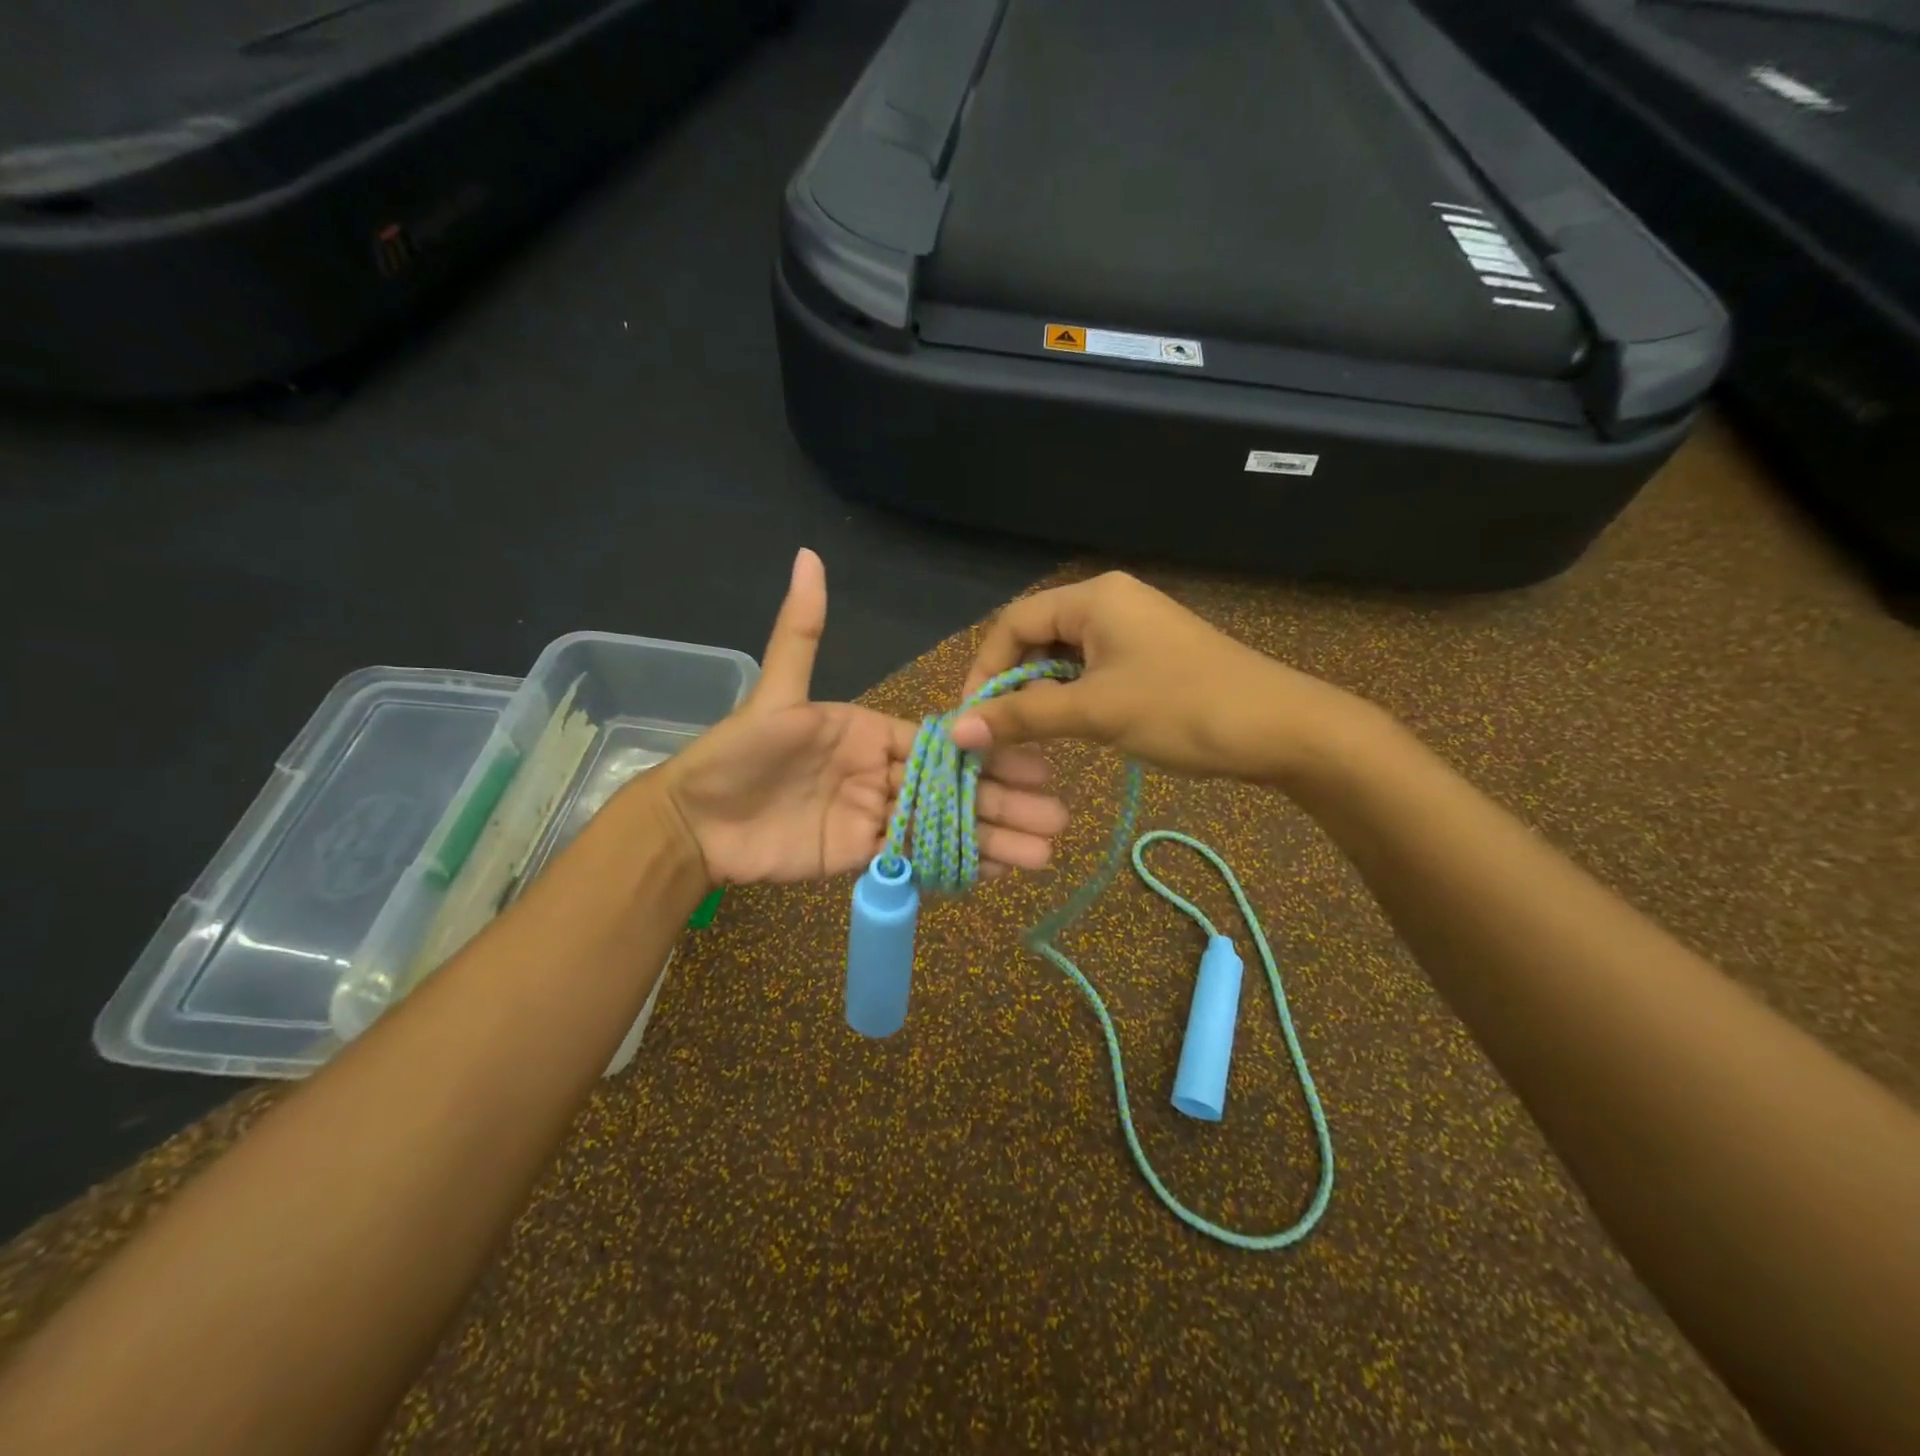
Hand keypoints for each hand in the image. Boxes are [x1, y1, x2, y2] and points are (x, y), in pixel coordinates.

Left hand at [656, 550, 1068, 883]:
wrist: (696, 822)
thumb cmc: (739, 753)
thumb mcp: (776, 693)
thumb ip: (801, 632)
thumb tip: (807, 555)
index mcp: (871, 731)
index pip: (941, 742)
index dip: (987, 753)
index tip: (1036, 762)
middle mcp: (881, 772)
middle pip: (953, 787)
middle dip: (1006, 801)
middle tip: (1057, 816)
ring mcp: (875, 816)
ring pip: (943, 826)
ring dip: (994, 838)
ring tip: (1044, 854)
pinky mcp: (862, 855)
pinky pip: (915, 859)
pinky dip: (956, 865)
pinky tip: (998, 872)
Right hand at [949, 571, 1365, 782]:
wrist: (1283, 729)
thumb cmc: (1184, 709)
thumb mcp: (1096, 712)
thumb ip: (1023, 717)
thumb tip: (956, 730)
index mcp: (1093, 598)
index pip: (1013, 622)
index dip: (984, 669)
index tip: (971, 718)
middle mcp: (1109, 602)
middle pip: (1036, 637)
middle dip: (1011, 683)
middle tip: (996, 732)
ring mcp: (1133, 628)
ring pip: (1063, 658)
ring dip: (1040, 694)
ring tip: (1027, 736)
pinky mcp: (1149, 655)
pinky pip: (1092, 670)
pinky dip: (1071, 697)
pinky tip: (1067, 728)